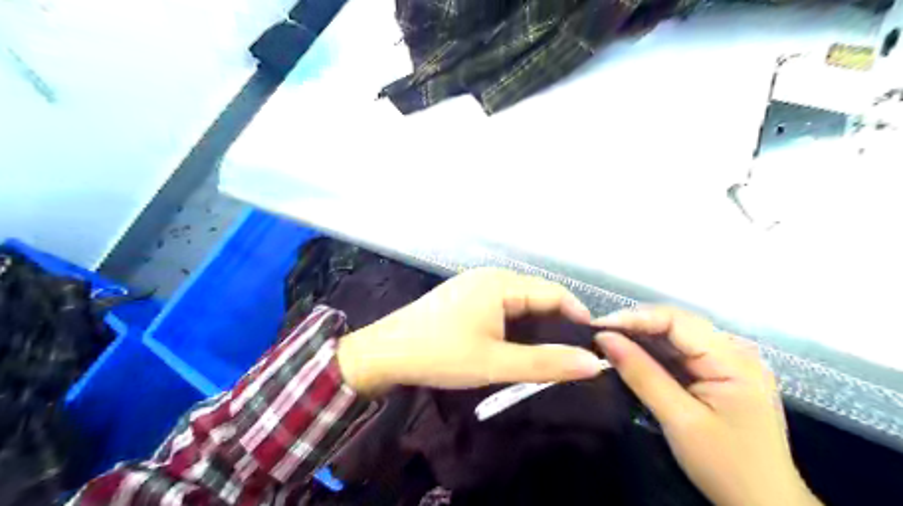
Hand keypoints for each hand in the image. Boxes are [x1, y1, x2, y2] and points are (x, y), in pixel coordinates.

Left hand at [335, 270, 609, 394]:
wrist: (386, 352)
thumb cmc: (441, 354)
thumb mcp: (495, 363)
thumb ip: (545, 364)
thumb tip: (593, 363)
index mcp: (501, 283)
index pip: (554, 293)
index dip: (579, 316)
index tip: (595, 344)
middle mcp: (491, 276)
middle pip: (537, 295)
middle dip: (558, 321)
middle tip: (574, 353)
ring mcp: (475, 284)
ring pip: (519, 300)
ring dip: (537, 324)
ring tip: (551, 351)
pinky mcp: (465, 295)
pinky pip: (502, 304)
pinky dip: (517, 322)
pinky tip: (518, 341)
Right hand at [599, 304, 822, 505]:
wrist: (766, 505)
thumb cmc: (727, 466)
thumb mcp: (679, 420)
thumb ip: (641, 374)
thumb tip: (604, 338)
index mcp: (734, 360)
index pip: (677, 320)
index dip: (635, 317)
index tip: (598, 326)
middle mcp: (735, 351)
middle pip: (677, 323)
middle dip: (635, 326)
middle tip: (597, 334)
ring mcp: (729, 362)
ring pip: (676, 336)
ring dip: (641, 337)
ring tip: (607, 342)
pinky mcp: (720, 373)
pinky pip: (680, 352)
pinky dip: (653, 352)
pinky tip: (630, 354)